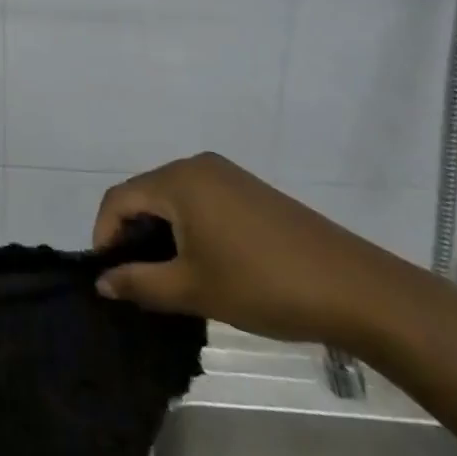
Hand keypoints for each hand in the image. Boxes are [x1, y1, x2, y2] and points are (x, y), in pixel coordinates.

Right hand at [91, 153, 433, 352]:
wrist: (354, 289)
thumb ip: (140, 283)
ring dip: (161, 233)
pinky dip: (188, 228)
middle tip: (135, 280)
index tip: (108, 277)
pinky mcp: (250, 191)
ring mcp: (227, 176)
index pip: (119, 199)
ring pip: (173, 199)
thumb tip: (102, 281)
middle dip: (132, 235)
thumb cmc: (262, 284)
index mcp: (177, 179)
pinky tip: (203, 263)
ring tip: (167, 277)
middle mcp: (197, 166)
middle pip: (144, 194)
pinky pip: (200, 201)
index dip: (104, 235)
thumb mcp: (193, 289)